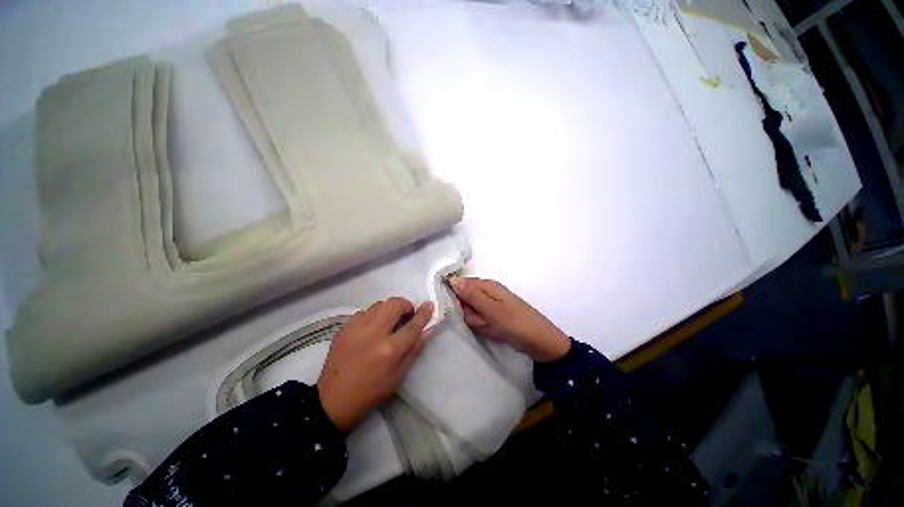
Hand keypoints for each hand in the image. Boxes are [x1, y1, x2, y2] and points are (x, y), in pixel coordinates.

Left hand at [318, 298, 433, 431]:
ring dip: (388, 309)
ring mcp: (356, 329)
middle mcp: (373, 334)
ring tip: (388, 321)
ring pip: (378, 304)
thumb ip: (415, 349)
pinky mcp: (343, 328)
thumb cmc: (371, 392)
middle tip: (406, 314)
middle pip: (394, 304)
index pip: (412, 325)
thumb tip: (428, 329)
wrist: (333, 401)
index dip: (424, 313)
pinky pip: (363, 311)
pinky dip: (373, 314)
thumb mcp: (399, 375)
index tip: (429, 305)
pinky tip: (372, 327)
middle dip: (405, 304)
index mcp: (390, 350)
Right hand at [449, 278, 569, 362]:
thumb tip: (453, 280)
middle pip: (466, 301)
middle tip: (482, 320)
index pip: (462, 284)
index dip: (458, 296)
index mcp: (488, 286)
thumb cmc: (515, 322)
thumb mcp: (491, 309)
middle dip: (470, 313)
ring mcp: (491, 306)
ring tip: (491, 327)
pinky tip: (494, 331)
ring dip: (478, 322)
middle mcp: (488, 293)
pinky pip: (481, 321)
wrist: (539, 342)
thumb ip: (471, 295)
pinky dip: (485, 327)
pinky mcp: (494, 318)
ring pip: (472, 313)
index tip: (460, 308)